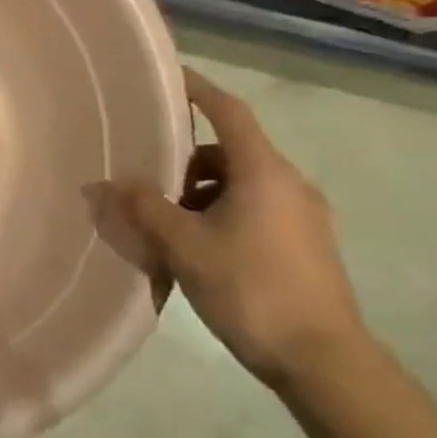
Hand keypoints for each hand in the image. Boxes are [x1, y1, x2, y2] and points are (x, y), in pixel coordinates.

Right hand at [117, 69, 366, 387]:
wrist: (323, 361)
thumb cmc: (251, 288)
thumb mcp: (185, 245)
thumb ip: (145, 207)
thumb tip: (113, 182)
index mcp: (264, 172)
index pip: (229, 112)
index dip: (198, 89)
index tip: (169, 76)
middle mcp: (290, 184)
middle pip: (231, 151)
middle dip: (187, 159)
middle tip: (149, 178)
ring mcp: (304, 216)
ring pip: (242, 183)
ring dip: (203, 191)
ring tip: (169, 223)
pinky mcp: (307, 245)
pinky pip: (256, 209)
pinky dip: (223, 212)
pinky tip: (199, 247)